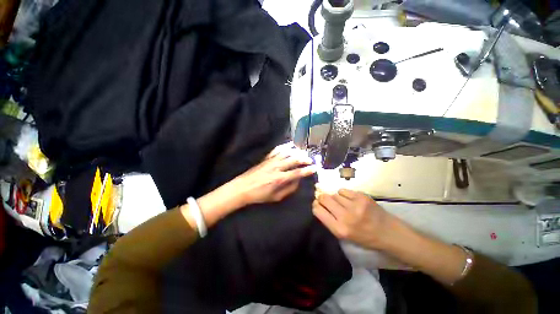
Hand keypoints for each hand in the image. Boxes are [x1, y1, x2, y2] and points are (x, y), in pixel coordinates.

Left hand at [228, 142, 316, 206]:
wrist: (243, 187)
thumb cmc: (260, 195)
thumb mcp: (276, 197)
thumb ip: (289, 189)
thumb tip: (297, 181)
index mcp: (280, 178)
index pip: (297, 173)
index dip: (307, 170)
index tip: (315, 168)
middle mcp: (277, 167)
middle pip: (294, 160)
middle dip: (304, 159)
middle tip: (310, 159)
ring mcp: (271, 161)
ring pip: (287, 153)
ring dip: (296, 152)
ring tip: (303, 152)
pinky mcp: (266, 158)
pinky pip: (277, 150)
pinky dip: (285, 147)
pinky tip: (290, 145)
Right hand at [312, 189, 393, 249]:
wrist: (388, 232)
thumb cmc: (364, 237)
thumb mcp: (344, 235)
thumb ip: (330, 220)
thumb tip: (318, 204)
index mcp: (339, 229)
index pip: (318, 211)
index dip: (315, 205)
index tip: (317, 204)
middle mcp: (346, 217)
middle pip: (324, 198)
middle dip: (322, 198)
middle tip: (325, 200)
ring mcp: (355, 205)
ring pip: (334, 194)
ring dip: (335, 198)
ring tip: (342, 203)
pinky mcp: (362, 196)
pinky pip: (343, 190)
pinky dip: (343, 194)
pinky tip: (349, 200)